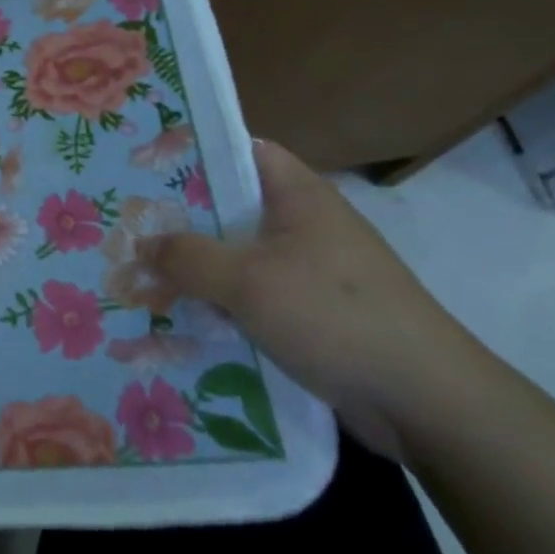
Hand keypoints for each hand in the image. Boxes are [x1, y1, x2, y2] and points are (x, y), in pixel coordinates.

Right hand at [144, 140, 493, 461]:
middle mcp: (307, 224)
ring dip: (199, 269)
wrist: (425, 402)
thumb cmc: (333, 316)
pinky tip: (185, 319)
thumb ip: (187, 258)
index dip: (194, 154)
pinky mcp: (315, 314)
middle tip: (129, 227)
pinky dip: (223, 304)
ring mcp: (313, 271)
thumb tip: (141, 245)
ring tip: (143, 275)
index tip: (144, 168)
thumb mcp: (247, 281)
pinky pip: (256, 297)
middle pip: (233, 208)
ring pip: (240, 257)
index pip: (240, 152)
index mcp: (299, 195)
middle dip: (182, 220)